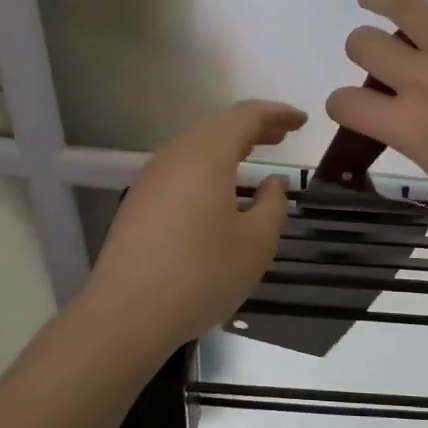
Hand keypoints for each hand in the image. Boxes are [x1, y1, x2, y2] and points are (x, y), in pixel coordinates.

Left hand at [85, 100, 305, 351]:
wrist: (126, 314)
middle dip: (252, 127)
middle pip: (216, 127)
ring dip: (227, 147)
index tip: (301, 121)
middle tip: (281, 135)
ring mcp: (151, 180)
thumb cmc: (201, 274)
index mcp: (206, 155)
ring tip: (253, 156)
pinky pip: (180, 170)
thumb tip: (272, 183)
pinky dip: (208, 167)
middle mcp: (175, 157)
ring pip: (195, 148)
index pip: (245, 117)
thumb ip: (272, 206)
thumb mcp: (255, 243)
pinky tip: (219, 191)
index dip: (276, 114)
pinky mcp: (139, 204)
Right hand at [327, 0, 427, 240]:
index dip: (342, 105)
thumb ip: (414, 137)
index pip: (344, 102)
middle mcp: (424, 81)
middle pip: (364, 44)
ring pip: (402, 5)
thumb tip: (405, 113)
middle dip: (362, 51)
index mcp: (408, 127)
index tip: (355, 109)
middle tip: (379, 60)